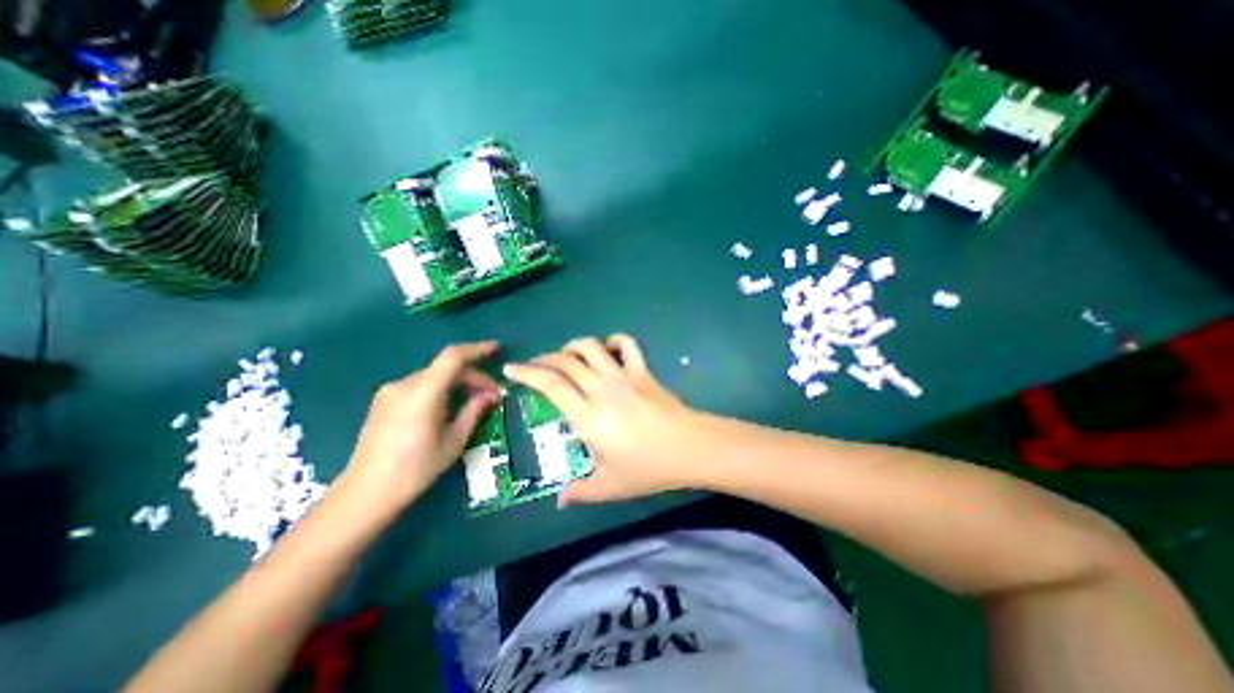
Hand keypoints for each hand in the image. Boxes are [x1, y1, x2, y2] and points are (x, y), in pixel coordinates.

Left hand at [342, 339, 500, 507]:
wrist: (365, 493)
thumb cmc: (415, 470)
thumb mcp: (454, 441)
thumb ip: (474, 411)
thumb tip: (490, 394)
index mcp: (423, 393)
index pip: (453, 357)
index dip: (477, 349)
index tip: (496, 349)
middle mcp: (404, 385)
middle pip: (445, 368)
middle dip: (472, 377)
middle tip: (491, 395)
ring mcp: (390, 391)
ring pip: (434, 376)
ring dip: (457, 383)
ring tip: (473, 402)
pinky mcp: (384, 401)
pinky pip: (420, 385)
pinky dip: (440, 389)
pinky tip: (449, 407)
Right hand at [501, 332, 693, 506]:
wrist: (690, 448)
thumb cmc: (648, 468)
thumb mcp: (609, 486)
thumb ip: (580, 492)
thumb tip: (560, 500)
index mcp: (588, 416)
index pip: (550, 385)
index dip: (527, 374)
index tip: (511, 370)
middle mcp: (602, 389)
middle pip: (566, 362)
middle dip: (545, 359)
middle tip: (535, 366)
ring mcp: (624, 376)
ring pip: (591, 347)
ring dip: (573, 346)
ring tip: (566, 356)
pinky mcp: (642, 371)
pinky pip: (627, 345)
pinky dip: (614, 341)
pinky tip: (608, 348)